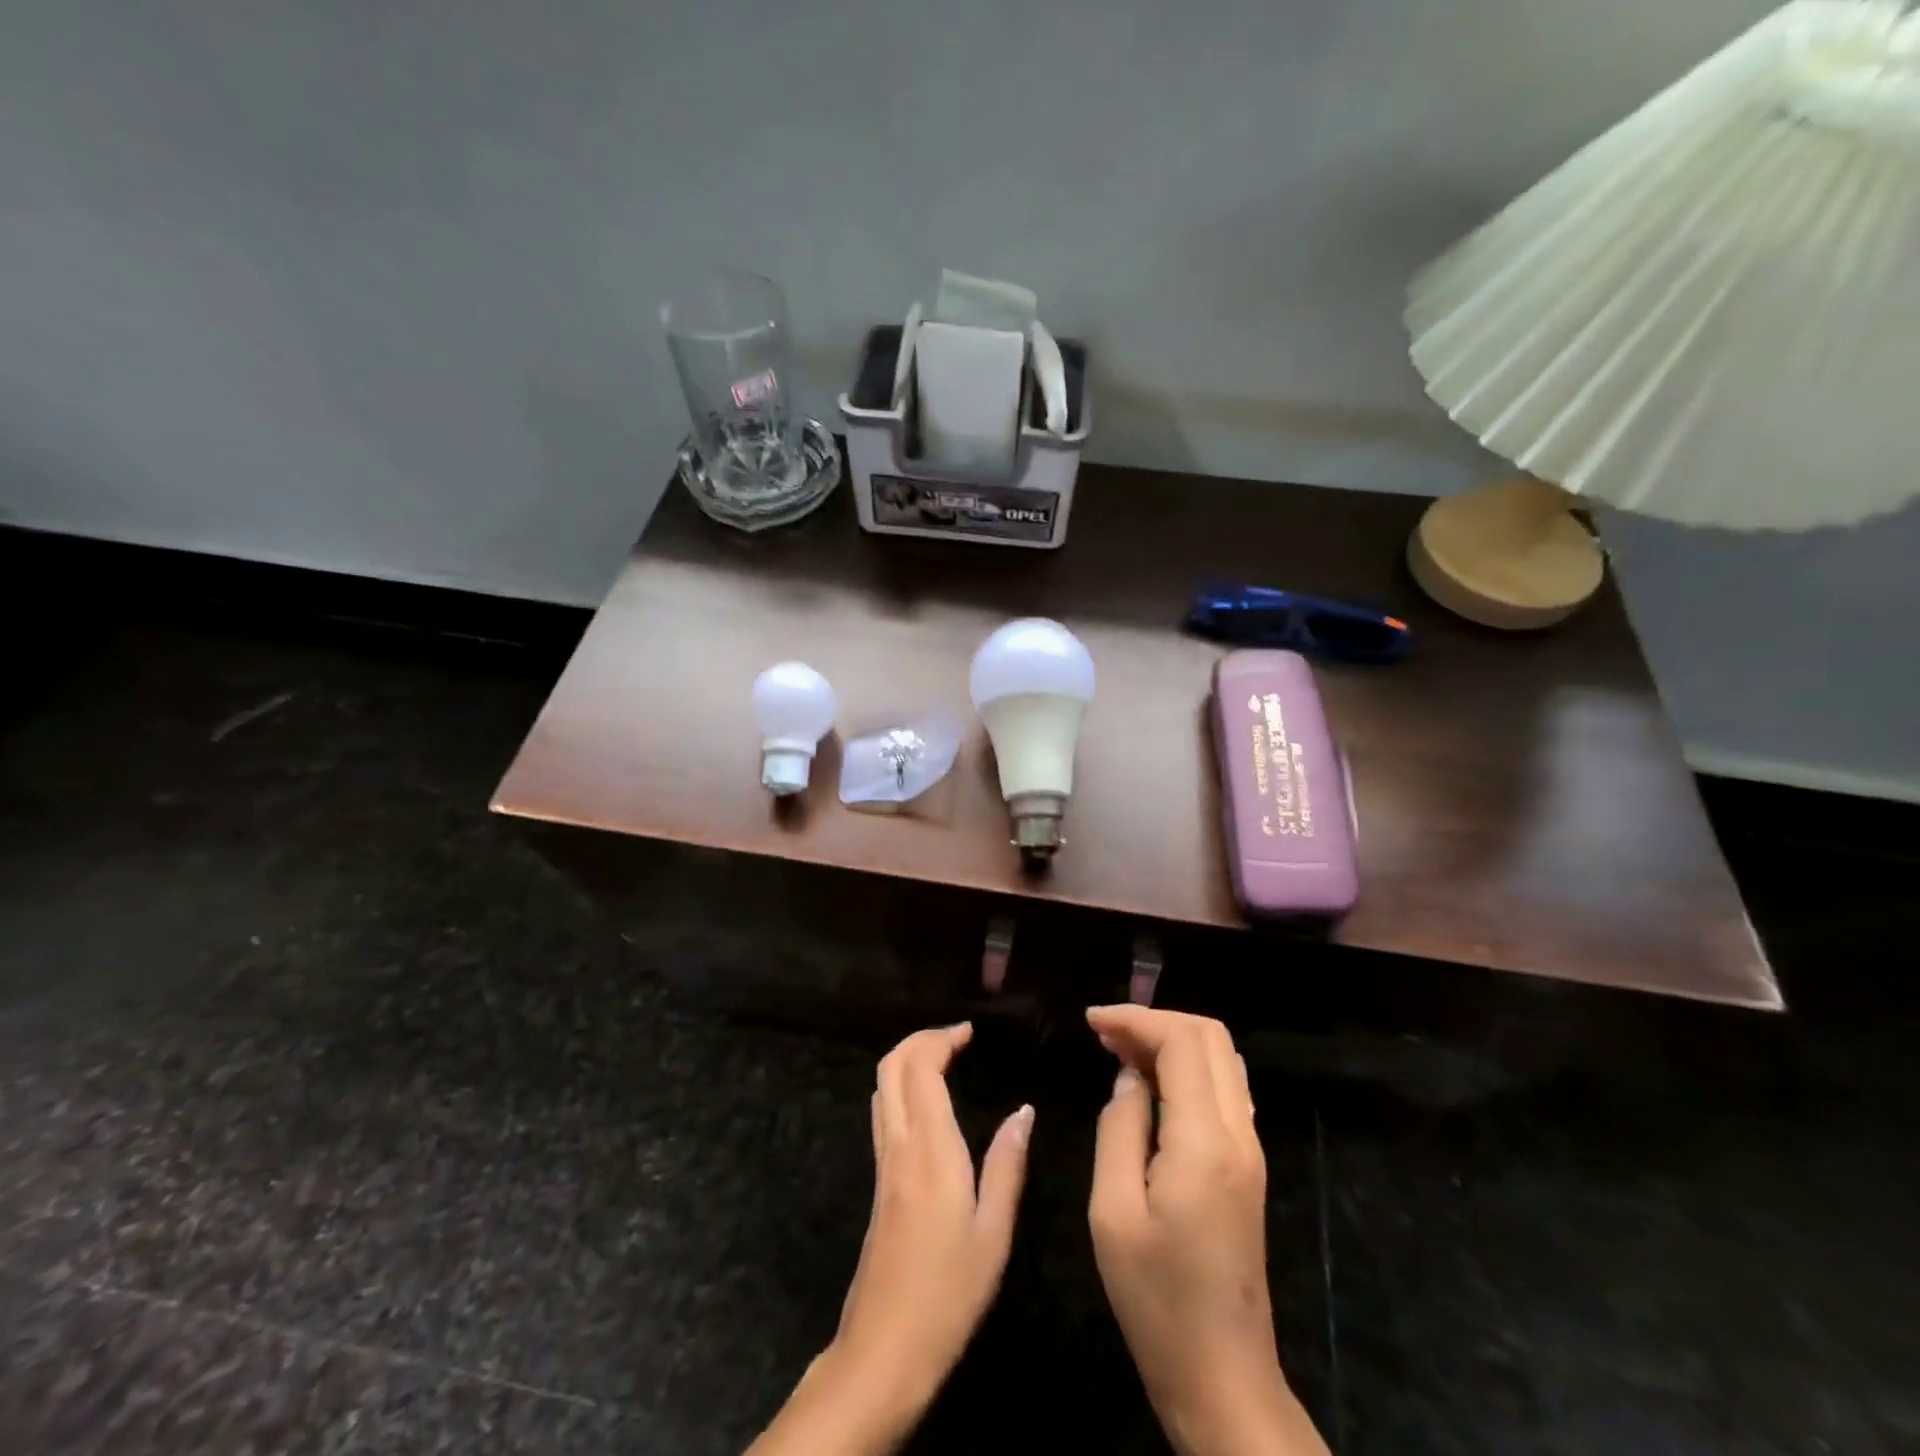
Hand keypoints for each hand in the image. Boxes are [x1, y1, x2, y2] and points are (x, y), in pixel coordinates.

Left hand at [829, 1023, 1033, 1440]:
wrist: (884, 1347)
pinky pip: (883, 1112)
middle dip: (919, 1040)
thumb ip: (1007, 1164)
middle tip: (955, 1038)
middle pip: (890, 1067)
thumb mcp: (994, 1232)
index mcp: (930, 1149)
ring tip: (944, 1058)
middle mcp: (899, 1145)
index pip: (920, 1068)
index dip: (940, 1039)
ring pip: (881, 1087)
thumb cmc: (949, 1292)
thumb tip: (1023, 1110)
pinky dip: (901, 1087)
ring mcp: (883, 1162)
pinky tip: (929, 1103)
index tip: (968, 1032)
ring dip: (907, 1060)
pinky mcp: (878, 1181)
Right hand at [1087, 1006, 1328, 1455]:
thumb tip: (1128, 1077)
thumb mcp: (1113, 1212)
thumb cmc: (1157, 1300)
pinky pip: (1225, 1088)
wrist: (1224, 1377)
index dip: (1135, 1019)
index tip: (1092, 1022)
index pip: (1181, 1042)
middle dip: (1156, 1021)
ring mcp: (1251, 1150)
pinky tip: (1151, 1085)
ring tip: (1121, 1051)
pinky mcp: (1249, 1166)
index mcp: (1204, 1141)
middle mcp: (1239, 1133)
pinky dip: (1188, 1067)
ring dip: (1173, 1040)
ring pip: (1222, 1058)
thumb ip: (1119, 1129)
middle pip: (1210, 1037)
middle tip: (1105, 1035)